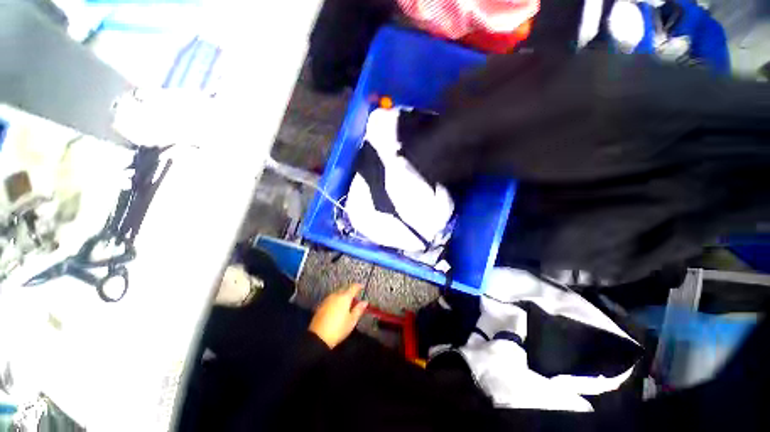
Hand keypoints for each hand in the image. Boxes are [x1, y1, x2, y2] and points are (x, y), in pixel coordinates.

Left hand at [309, 284, 367, 348]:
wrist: (318, 337)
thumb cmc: (338, 329)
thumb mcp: (352, 320)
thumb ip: (359, 309)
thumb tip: (365, 302)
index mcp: (345, 297)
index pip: (353, 287)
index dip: (358, 286)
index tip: (362, 286)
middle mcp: (335, 295)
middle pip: (344, 289)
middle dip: (350, 291)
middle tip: (355, 297)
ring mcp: (327, 300)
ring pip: (337, 293)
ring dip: (342, 295)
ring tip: (346, 302)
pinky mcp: (320, 306)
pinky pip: (331, 299)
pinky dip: (336, 300)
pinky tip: (337, 307)